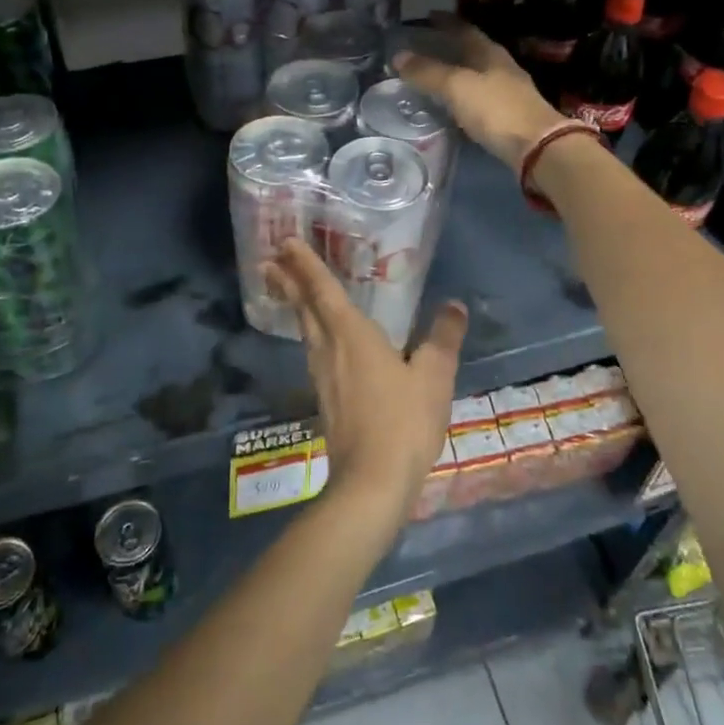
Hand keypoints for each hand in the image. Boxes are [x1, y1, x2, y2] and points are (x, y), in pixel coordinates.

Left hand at [264, 238, 465, 526]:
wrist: (372, 482)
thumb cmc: (403, 422)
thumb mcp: (434, 376)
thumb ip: (443, 337)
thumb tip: (453, 304)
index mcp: (351, 335)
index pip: (322, 290)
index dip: (304, 264)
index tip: (284, 242)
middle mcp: (328, 349)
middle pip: (304, 308)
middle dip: (288, 281)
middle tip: (270, 259)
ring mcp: (322, 376)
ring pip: (305, 330)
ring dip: (295, 305)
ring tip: (289, 289)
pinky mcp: (324, 399)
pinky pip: (312, 352)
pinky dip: (309, 332)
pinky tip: (318, 340)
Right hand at [393, 14, 566, 168]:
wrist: (535, 146)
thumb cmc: (495, 109)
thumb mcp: (456, 87)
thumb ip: (427, 72)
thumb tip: (397, 56)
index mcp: (489, 53)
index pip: (464, 29)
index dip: (446, 21)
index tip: (428, 16)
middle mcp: (500, 67)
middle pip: (471, 51)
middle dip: (449, 46)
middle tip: (424, 47)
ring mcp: (507, 92)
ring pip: (476, 74)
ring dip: (455, 72)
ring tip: (432, 75)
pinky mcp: (507, 116)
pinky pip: (479, 97)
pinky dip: (462, 96)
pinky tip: (452, 104)